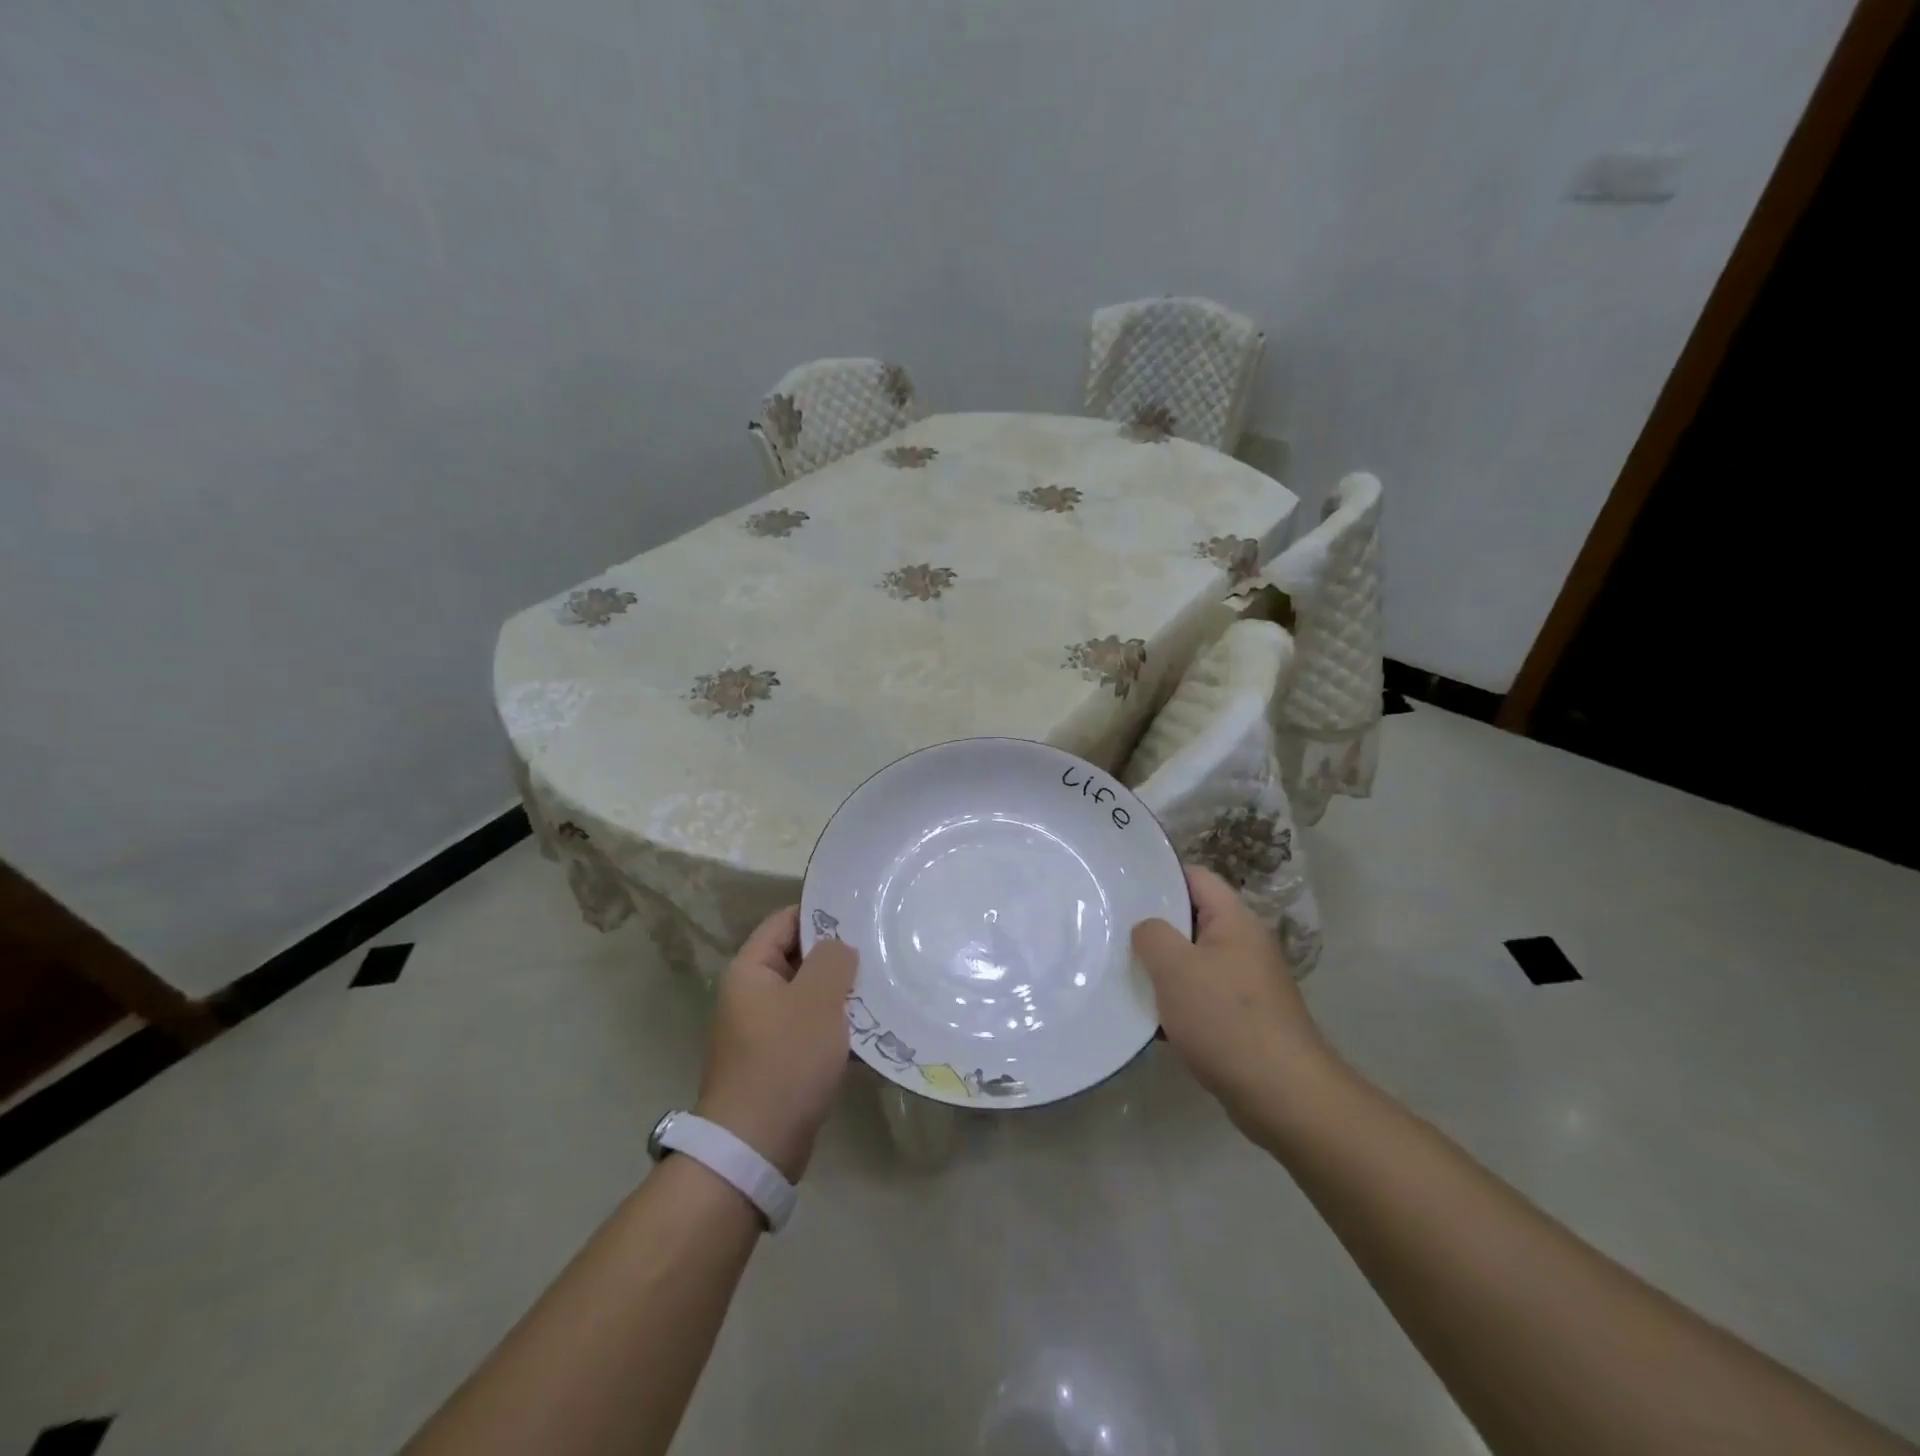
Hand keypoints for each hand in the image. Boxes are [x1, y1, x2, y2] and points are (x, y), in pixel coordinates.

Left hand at [695, 907, 858, 1181]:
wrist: (755, 1148)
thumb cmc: (785, 1061)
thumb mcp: (816, 1000)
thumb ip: (832, 960)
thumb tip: (839, 947)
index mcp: (751, 970)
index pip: (786, 921)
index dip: (821, 913)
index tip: (861, 915)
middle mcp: (752, 995)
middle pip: (799, 958)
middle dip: (838, 957)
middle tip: (880, 951)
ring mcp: (763, 1030)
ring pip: (809, 996)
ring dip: (842, 994)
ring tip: (883, 988)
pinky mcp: (778, 1062)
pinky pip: (811, 1030)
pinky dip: (837, 1028)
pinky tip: (872, 1031)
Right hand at [1132, 865, 1330, 1132]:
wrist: (1283, 1095)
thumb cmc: (1226, 1019)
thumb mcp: (1176, 968)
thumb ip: (1152, 936)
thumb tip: (1147, 929)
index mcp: (1235, 920)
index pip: (1195, 877)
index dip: (1159, 875)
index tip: (1122, 885)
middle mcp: (1244, 944)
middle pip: (1191, 918)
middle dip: (1154, 925)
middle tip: (1112, 929)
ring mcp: (1246, 983)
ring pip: (1193, 960)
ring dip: (1162, 968)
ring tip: (1121, 971)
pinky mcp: (1243, 1018)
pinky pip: (1201, 995)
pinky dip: (1176, 1002)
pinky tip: (1147, 1017)